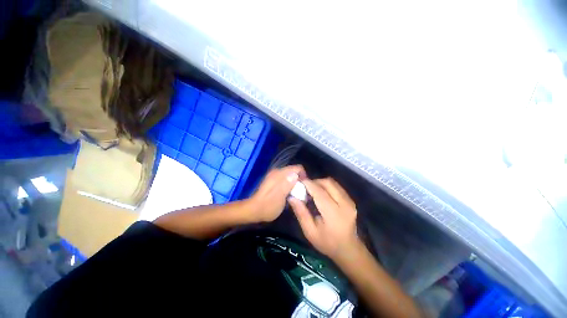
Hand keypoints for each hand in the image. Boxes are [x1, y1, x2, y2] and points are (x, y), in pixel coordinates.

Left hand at [247, 165, 304, 221]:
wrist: (254, 210)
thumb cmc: (268, 206)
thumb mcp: (279, 197)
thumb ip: (287, 185)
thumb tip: (296, 174)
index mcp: (279, 174)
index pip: (297, 168)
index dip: (304, 176)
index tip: (305, 187)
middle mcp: (277, 172)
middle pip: (294, 171)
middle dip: (300, 180)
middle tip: (301, 192)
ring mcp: (274, 176)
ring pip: (290, 175)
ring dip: (295, 183)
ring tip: (296, 194)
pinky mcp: (273, 180)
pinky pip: (285, 179)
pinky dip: (289, 184)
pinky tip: (288, 193)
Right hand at [288, 178, 360, 259]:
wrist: (348, 249)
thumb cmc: (327, 242)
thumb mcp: (310, 231)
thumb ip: (301, 213)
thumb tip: (291, 197)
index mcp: (334, 214)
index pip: (320, 192)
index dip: (308, 184)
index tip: (298, 180)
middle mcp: (345, 204)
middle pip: (328, 183)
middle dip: (314, 181)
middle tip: (305, 188)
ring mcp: (350, 201)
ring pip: (332, 183)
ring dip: (320, 183)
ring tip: (312, 190)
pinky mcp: (351, 200)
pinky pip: (336, 186)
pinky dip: (326, 186)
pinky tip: (321, 193)